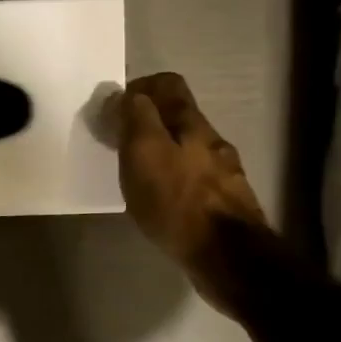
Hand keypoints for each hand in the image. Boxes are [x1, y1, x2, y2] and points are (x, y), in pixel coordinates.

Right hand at [115, 73, 266, 314]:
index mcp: (191, 123)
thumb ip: (134, 118)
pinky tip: (160, 199)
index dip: (140, 88)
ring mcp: (223, 172)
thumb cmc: (177, 202)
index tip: (114, 109)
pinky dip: (173, 179)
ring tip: (135, 172)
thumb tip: (123, 95)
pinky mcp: (223, 202)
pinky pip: (193, 178)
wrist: (227, 257)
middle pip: (178, 116)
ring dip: (161, 151)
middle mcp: (211, 141)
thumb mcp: (144, 152)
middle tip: (118, 141)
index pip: (168, 85)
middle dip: (148, 121)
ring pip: (187, 148)